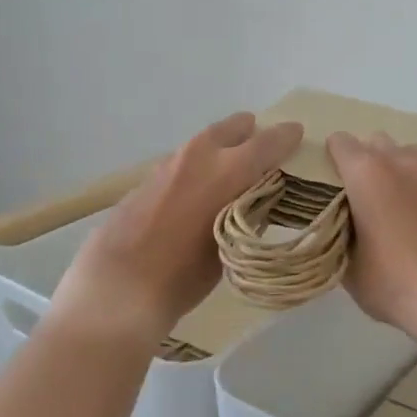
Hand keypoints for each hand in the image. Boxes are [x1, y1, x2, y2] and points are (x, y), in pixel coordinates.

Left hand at [57, 113, 302, 343]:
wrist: (118, 288)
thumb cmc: (184, 275)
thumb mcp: (230, 246)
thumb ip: (245, 213)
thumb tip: (253, 200)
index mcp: (228, 170)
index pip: (267, 141)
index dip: (286, 137)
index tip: (297, 133)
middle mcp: (199, 156)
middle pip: (232, 127)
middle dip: (250, 133)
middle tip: (262, 145)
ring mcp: (167, 165)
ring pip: (203, 144)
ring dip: (220, 150)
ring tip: (230, 170)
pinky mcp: (145, 180)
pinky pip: (181, 164)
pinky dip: (195, 170)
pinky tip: (195, 193)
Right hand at [327, 132, 416, 349]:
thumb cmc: (396, 282)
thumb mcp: (350, 269)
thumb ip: (337, 238)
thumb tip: (339, 230)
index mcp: (366, 173)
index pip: (339, 142)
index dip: (328, 160)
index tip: (324, 186)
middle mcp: (398, 162)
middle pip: (373, 142)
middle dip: (361, 161)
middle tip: (354, 197)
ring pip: (403, 153)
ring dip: (391, 167)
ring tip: (385, 203)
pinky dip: (413, 185)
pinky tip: (410, 217)